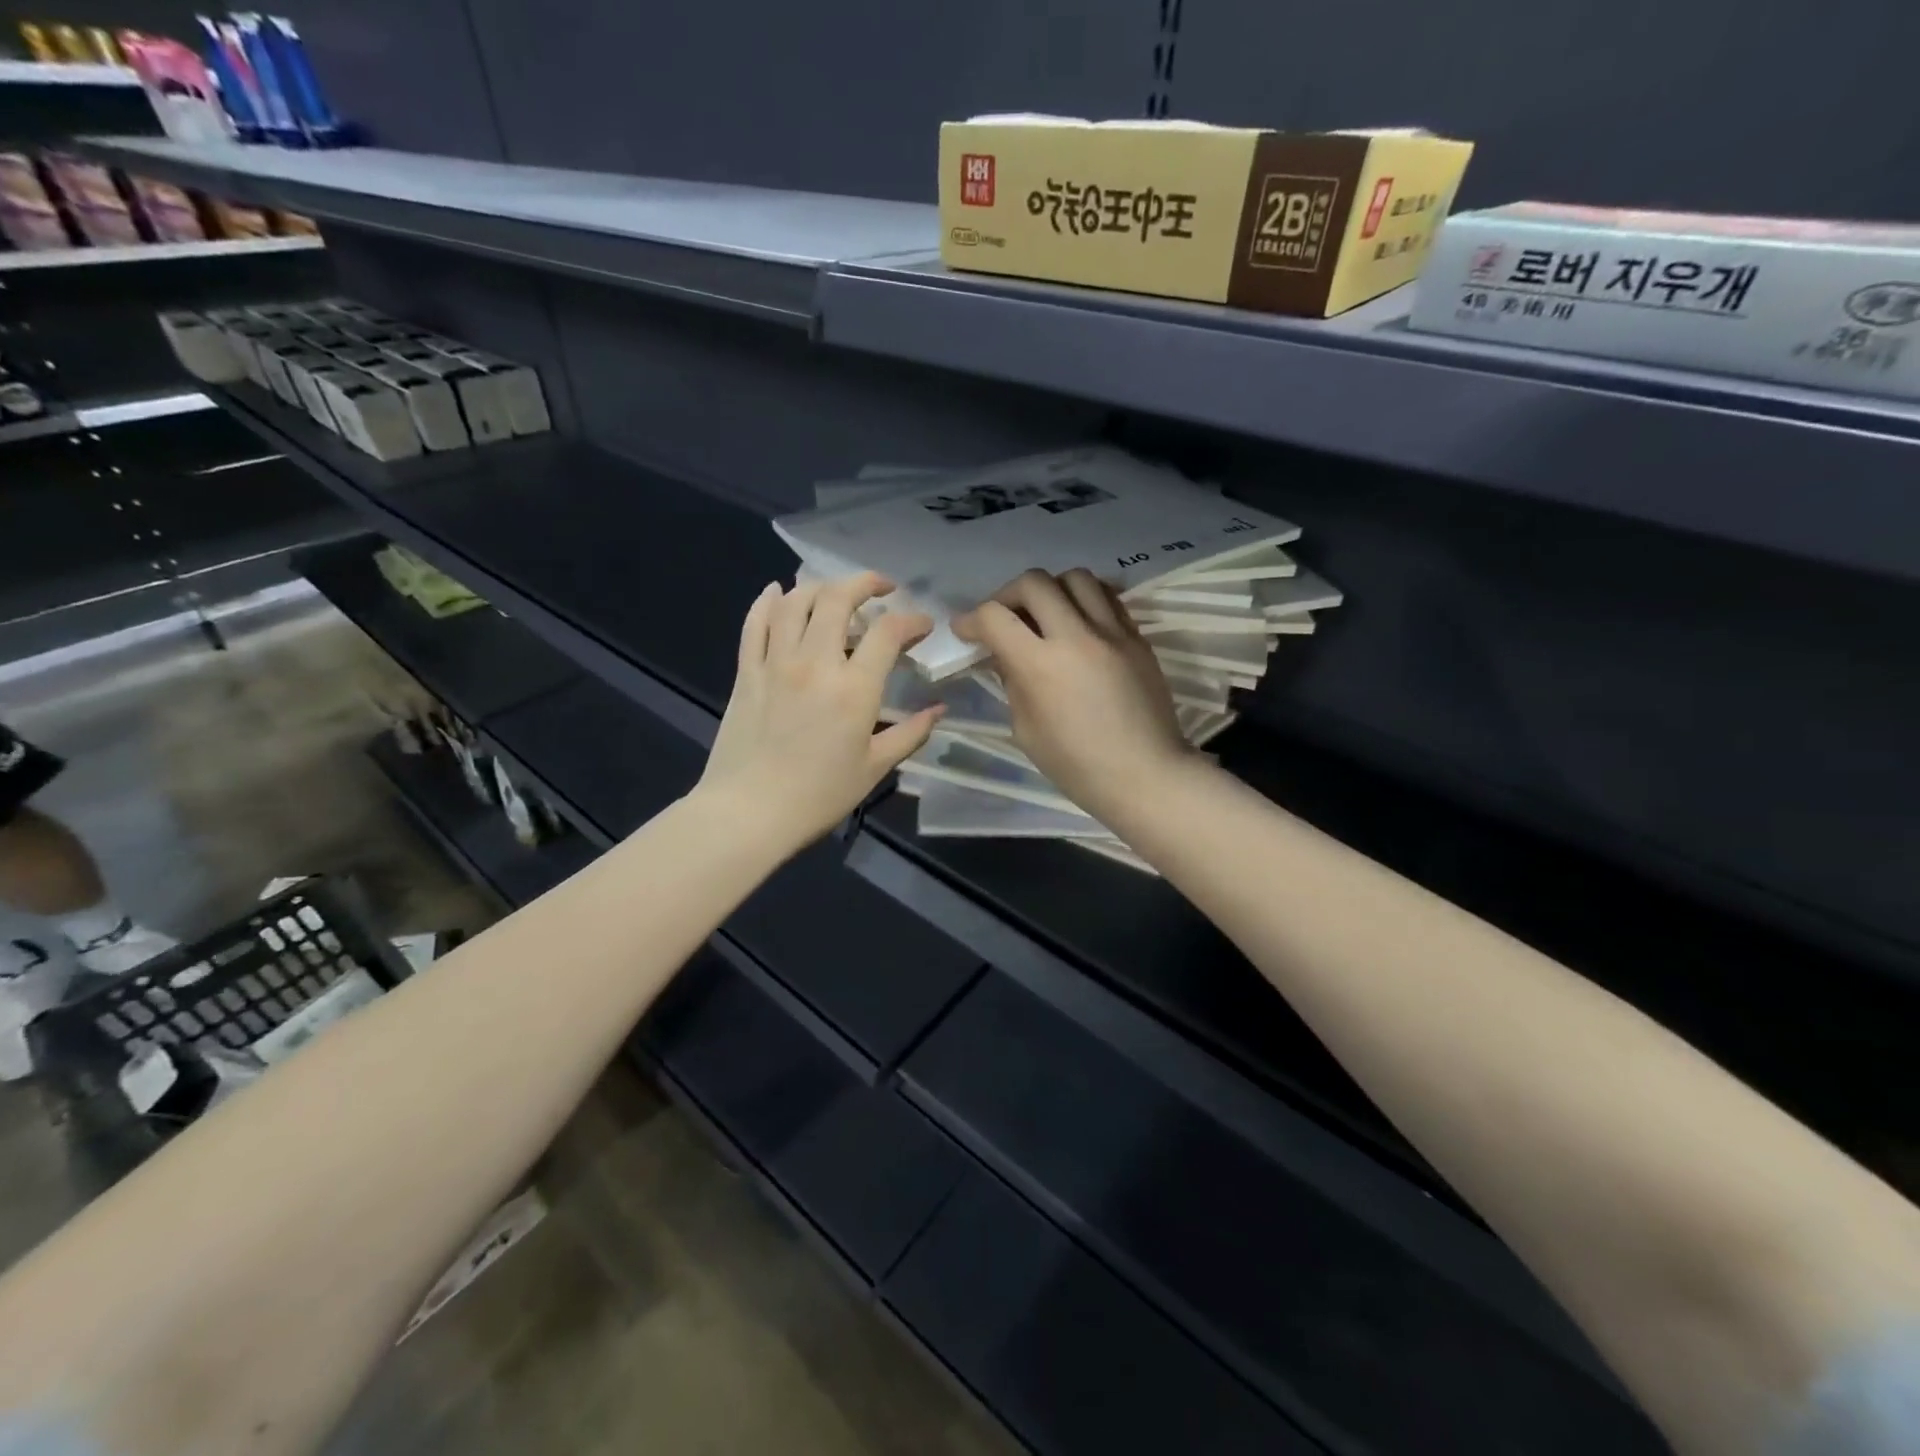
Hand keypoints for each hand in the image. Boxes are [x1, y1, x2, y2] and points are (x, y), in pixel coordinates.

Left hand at [698, 572, 942, 851]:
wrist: (749, 812)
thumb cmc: (818, 795)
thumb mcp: (874, 768)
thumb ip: (910, 734)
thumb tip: (938, 710)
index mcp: (854, 688)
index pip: (888, 632)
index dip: (911, 620)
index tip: (922, 626)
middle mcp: (815, 662)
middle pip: (838, 599)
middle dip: (865, 584)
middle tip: (881, 590)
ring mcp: (776, 662)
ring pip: (795, 601)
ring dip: (819, 587)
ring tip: (835, 593)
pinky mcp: (747, 671)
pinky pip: (754, 623)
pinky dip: (767, 601)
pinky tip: (776, 591)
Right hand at [954, 568, 1191, 820]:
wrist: (1146, 775)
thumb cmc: (1077, 766)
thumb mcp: (1027, 729)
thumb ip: (1013, 682)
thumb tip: (1005, 653)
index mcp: (1040, 665)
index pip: (995, 616)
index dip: (971, 620)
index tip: (966, 631)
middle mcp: (1076, 636)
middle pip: (1033, 582)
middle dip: (1008, 595)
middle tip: (1004, 619)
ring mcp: (1112, 632)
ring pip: (1075, 577)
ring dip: (1051, 590)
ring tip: (1046, 614)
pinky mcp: (1137, 637)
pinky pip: (1107, 597)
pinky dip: (1085, 599)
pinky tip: (1079, 621)